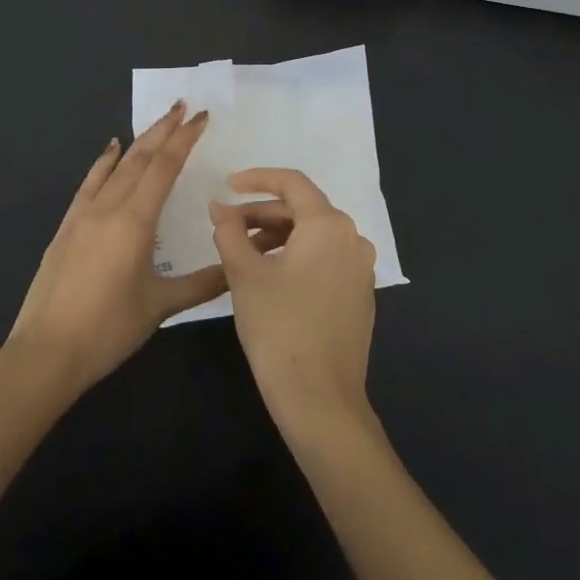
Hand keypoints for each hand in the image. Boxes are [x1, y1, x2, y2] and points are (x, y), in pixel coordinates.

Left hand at [7, 103, 226, 391]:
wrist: (46, 352)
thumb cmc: (108, 329)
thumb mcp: (161, 306)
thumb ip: (203, 283)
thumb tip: (239, 267)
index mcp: (135, 221)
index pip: (164, 167)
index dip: (184, 139)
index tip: (202, 116)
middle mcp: (109, 207)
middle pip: (141, 157)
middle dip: (165, 129)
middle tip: (184, 106)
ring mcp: (84, 214)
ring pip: (117, 165)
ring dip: (140, 140)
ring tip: (158, 121)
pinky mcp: (67, 226)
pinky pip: (90, 182)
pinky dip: (104, 161)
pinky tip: (112, 149)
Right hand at [209, 168, 377, 439]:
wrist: (320, 400)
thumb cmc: (279, 328)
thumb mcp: (245, 275)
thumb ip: (229, 232)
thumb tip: (220, 207)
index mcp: (329, 225)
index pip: (291, 183)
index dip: (257, 179)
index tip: (227, 186)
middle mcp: (352, 238)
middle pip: (303, 210)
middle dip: (262, 213)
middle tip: (227, 227)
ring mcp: (360, 268)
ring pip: (313, 236)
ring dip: (277, 236)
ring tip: (242, 254)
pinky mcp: (359, 294)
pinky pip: (325, 259)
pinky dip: (296, 257)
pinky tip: (270, 278)